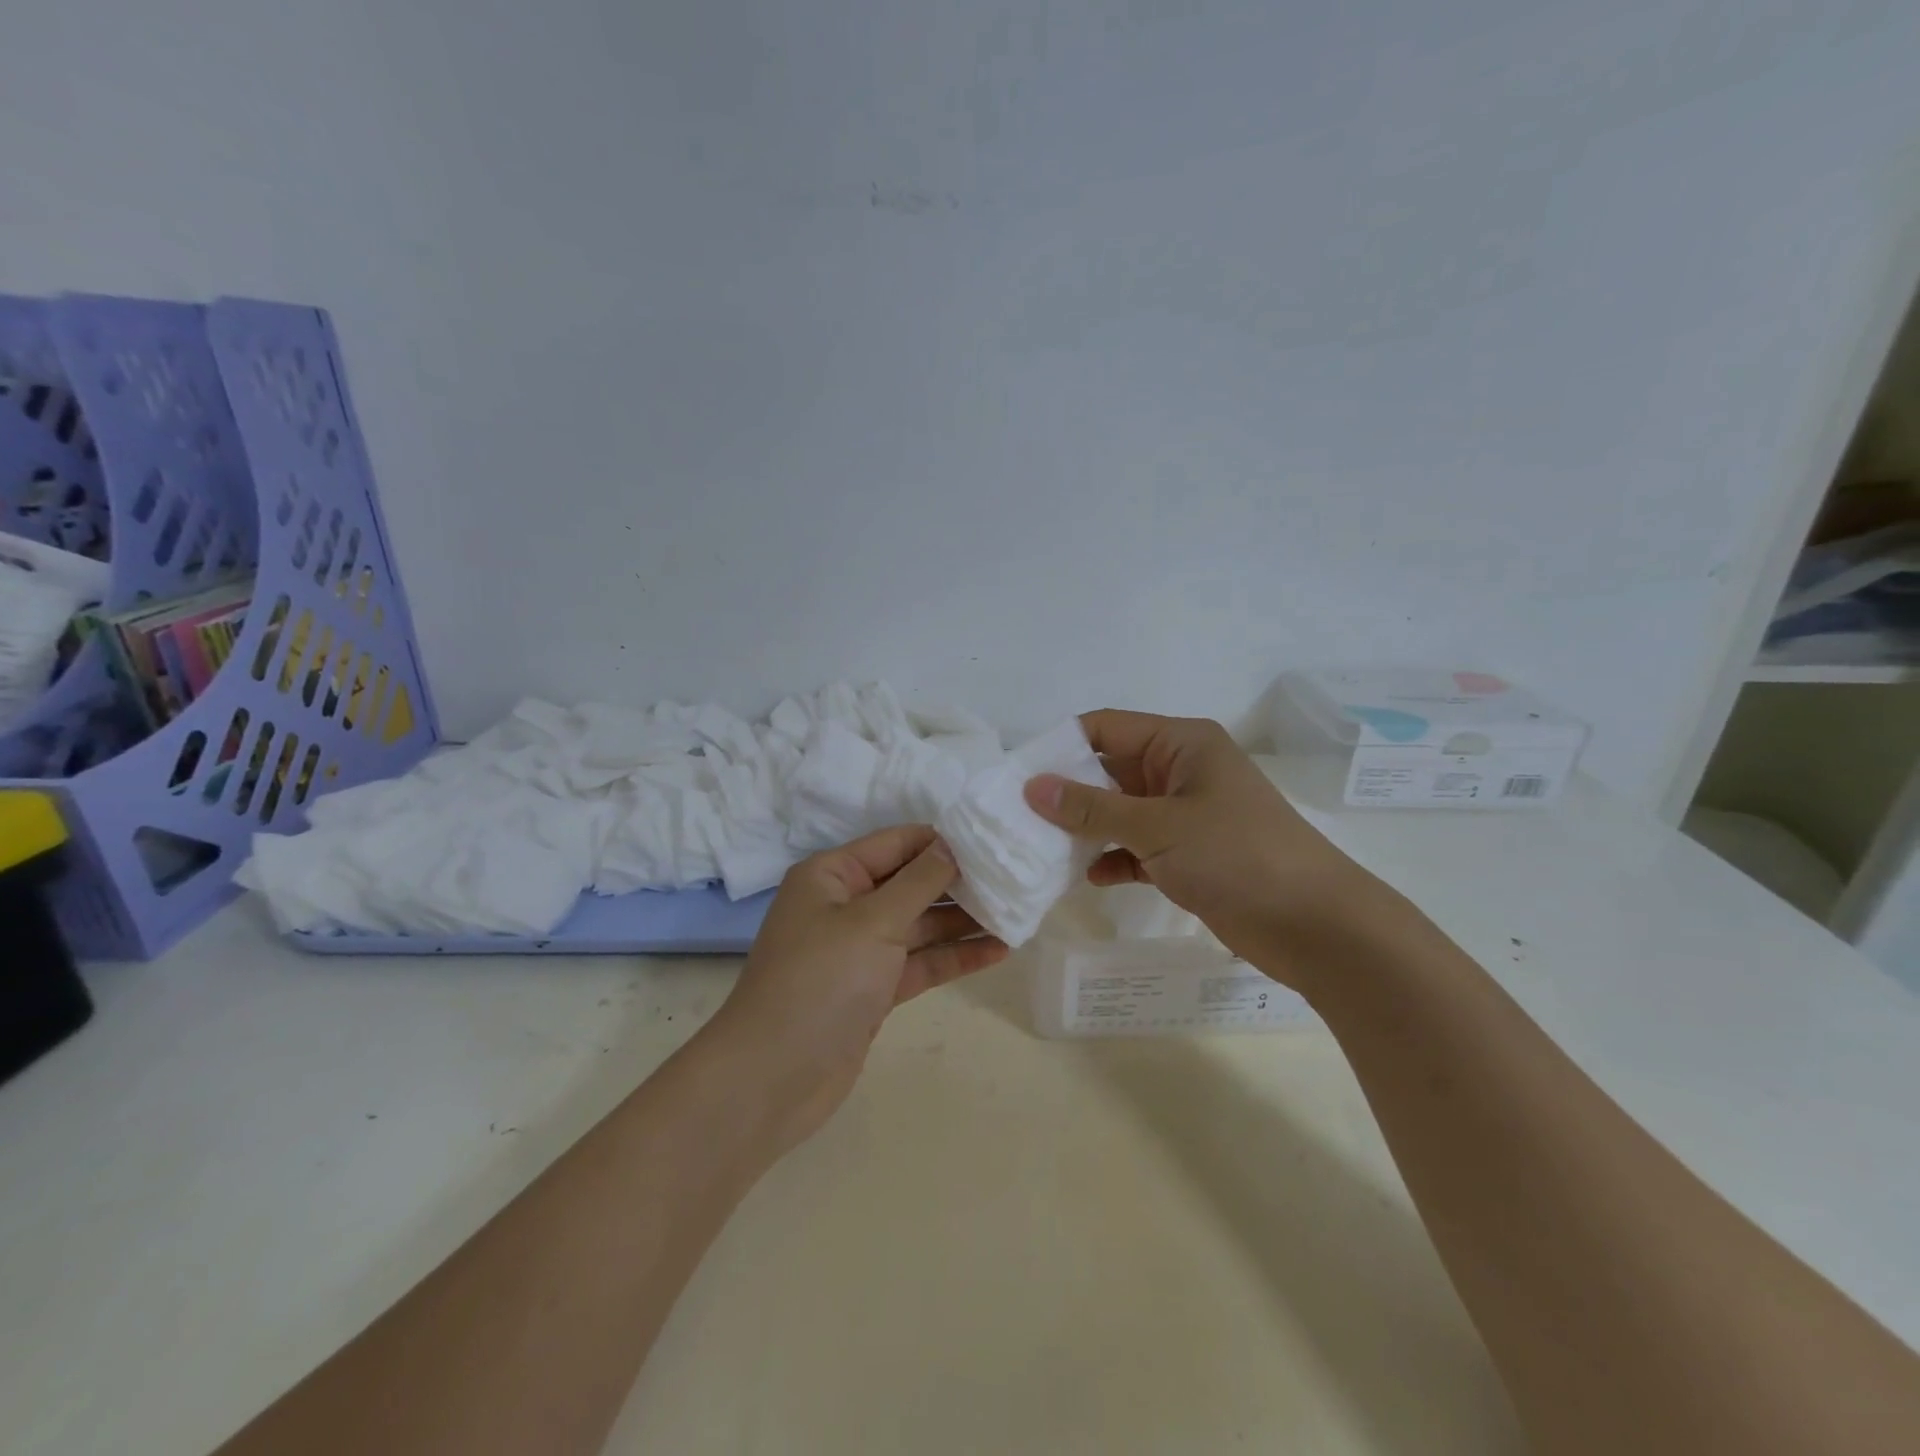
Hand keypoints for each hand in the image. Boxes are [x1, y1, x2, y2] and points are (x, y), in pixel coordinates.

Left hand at [705, 824, 1008, 1154]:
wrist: (772, 1079)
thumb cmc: (820, 981)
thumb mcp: (873, 921)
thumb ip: (919, 881)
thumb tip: (951, 844)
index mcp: (833, 875)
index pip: (898, 843)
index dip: (944, 841)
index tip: (995, 841)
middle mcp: (845, 905)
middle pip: (912, 883)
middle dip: (960, 882)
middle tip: (1016, 879)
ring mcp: (860, 950)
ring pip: (920, 925)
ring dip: (963, 921)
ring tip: (1017, 913)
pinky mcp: (874, 989)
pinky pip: (919, 962)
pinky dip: (953, 956)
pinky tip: (997, 951)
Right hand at [1024, 710, 1381, 986]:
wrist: (1315, 925)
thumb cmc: (1236, 855)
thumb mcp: (1156, 826)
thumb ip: (1091, 807)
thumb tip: (1032, 786)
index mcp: (1181, 743)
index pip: (1106, 728)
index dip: (1061, 746)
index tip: (1019, 775)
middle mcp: (1182, 770)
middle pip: (1110, 770)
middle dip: (1069, 792)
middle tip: (1020, 817)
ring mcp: (1187, 814)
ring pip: (1121, 812)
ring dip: (1088, 829)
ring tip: (1043, 850)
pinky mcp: (1190, 854)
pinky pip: (1138, 847)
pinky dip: (1115, 858)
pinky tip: (1091, 878)